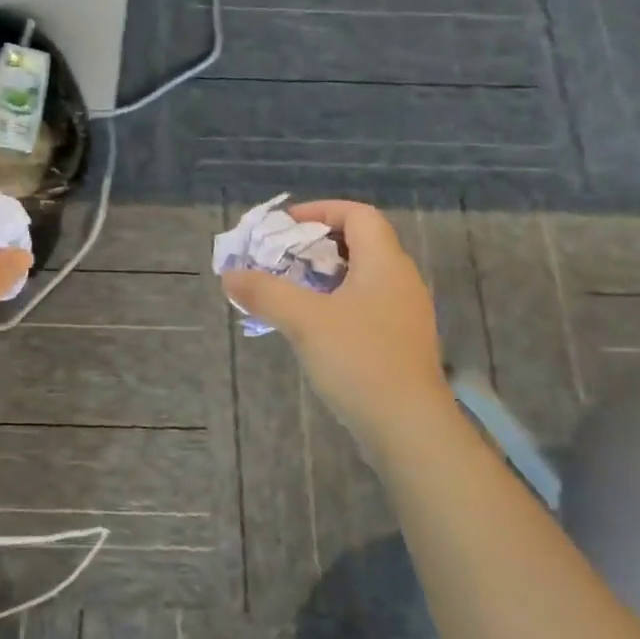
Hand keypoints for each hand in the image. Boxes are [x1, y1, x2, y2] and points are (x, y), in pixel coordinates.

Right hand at [221, 201, 452, 454]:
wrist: (409, 428)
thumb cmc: (359, 360)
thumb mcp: (304, 320)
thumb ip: (265, 292)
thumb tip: (229, 275)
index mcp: (385, 263)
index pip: (358, 214)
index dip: (321, 210)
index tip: (285, 226)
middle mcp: (400, 281)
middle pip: (359, 243)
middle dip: (315, 245)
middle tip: (280, 258)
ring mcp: (404, 314)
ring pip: (361, 277)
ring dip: (323, 276)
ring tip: (288, 290)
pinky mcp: (400, 342)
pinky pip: (365, 305)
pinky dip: (335, 302)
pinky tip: (311, 326)